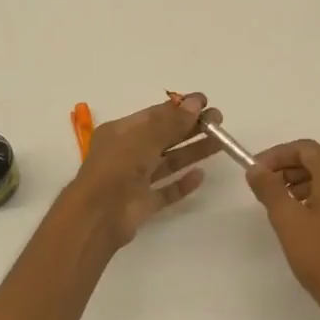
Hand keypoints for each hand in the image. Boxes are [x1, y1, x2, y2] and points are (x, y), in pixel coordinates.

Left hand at [65, 93, 222, 249]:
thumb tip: (196, 102)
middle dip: (190, 129)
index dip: (180, 108)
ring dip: (192, 152)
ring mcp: (135, 180)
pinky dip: (182, 184)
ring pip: (167, 162)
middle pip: (163, 137)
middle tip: (219, 123)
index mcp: (120, 133)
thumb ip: (171, 122)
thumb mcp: (144, 138)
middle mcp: (127, 153)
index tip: (206, 102)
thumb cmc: (117, 168)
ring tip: (220, 144)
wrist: (98, 216)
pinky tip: (200, 176)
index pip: (154, 115)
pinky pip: (166, 191)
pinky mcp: (142, 204)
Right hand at [246, 140, 319, 319]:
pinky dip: (316, 198)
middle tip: (263, 187)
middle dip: (287, 169)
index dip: (276, 155)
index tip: (255, 170)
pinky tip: (301, 220)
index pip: (305, 149)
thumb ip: (269, 188)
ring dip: (300, 184)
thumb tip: (256, 168)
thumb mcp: (287, 220)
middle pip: (318, 161)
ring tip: (278, 205)